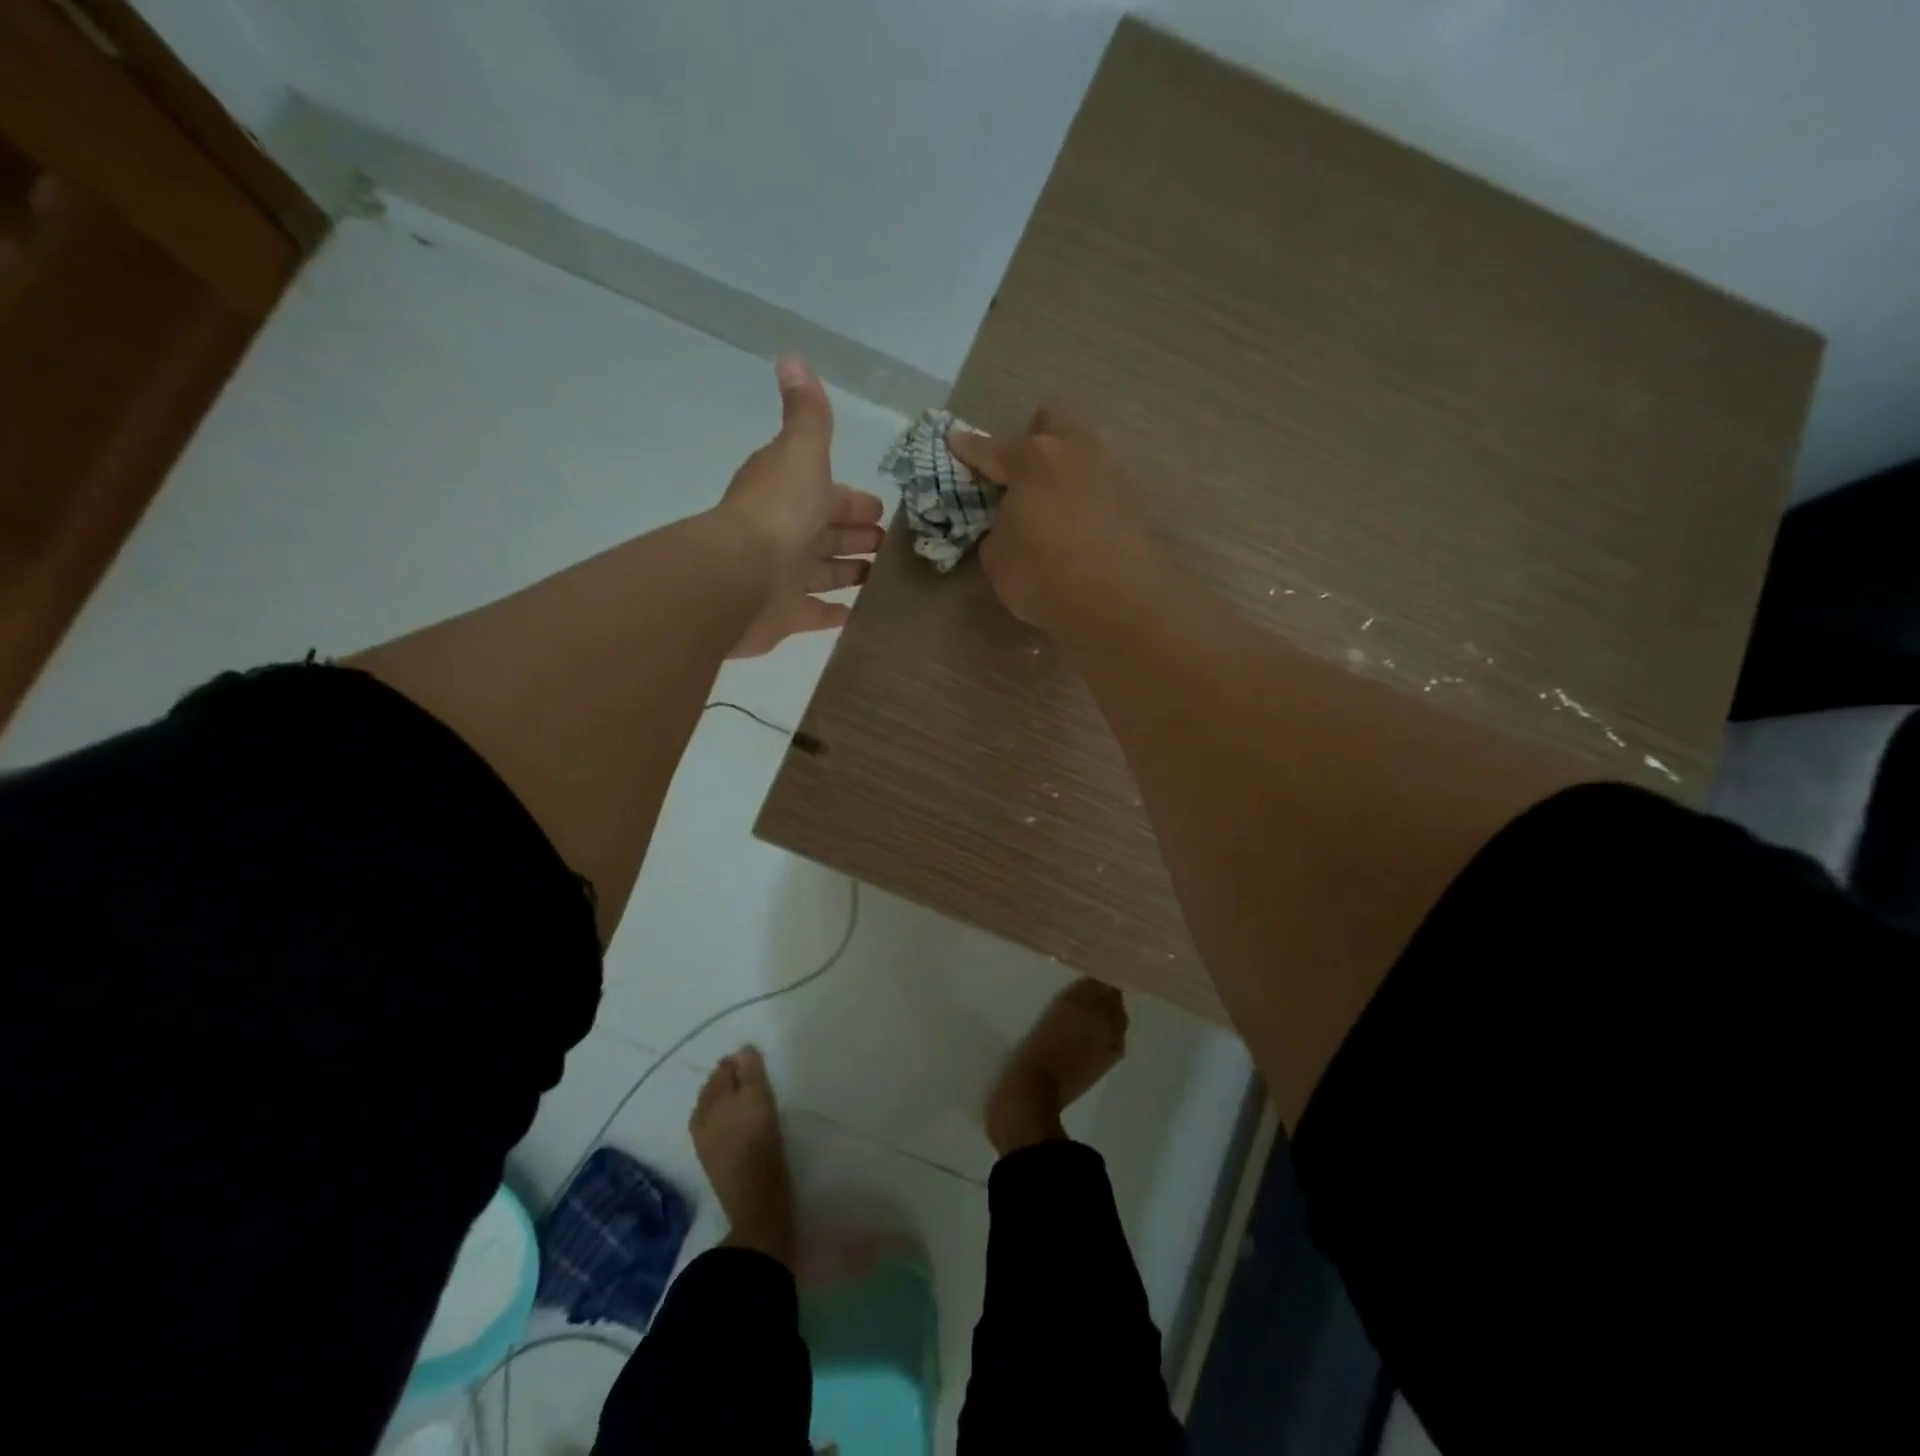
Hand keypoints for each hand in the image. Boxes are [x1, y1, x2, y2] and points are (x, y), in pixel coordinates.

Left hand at [719, 357, 884, 657]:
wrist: (740, 576)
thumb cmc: (778, 512)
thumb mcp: (800, 453)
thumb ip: (807, 415)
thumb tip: (793, 359)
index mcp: (791, 495)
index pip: (828, 494)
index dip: (853, 501)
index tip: (882, 511)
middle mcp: (786, 534)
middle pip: (828, 534)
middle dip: (856, 536)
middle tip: (890, 547)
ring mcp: (784, 577)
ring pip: (824, 573)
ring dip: (849, 573)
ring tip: (884, 578)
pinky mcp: (785, 616)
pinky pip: (815, 614)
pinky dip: (835, 613)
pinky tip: (859, 614)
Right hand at [947, 406, 1157, 631]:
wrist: (1112, 603)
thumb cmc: (1041, 575)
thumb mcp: (997, 557)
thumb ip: (999, 529)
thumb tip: (1012, 524)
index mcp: (1031, 460)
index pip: (991, 450)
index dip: (969, 448)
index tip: (955, 440)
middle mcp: (1073, 452)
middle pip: (1053, 422)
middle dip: (1034, 434)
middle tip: (1021, 465)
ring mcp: (1108, 472)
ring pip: (1083, 448)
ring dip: (1065, 462)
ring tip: (1052, 493)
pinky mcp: (1131, 500)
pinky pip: (1100, 482)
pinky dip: (1086, 493)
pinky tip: (1078, 518)